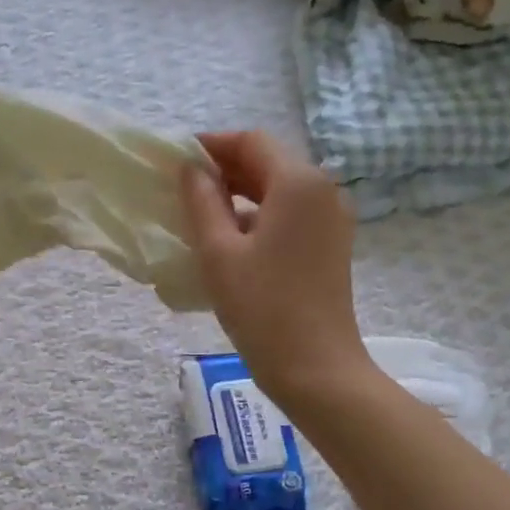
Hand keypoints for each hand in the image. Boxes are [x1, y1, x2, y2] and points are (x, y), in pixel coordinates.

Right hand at [179, 130, 370, 406]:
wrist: (316, 368)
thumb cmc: (262, 308)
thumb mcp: (219, 253)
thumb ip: (201, 202)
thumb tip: (191, 169)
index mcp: (298, 182)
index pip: (251, 142)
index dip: (212, 145)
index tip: (176, 159)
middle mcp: (323, 190)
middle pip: (269, 162)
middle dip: (226, 169)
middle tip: (182, 187)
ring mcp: (332, 219)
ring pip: (280, 190)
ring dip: (241, 193)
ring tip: (200, 213)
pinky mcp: (331, 245)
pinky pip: (291, 214)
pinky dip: (260, 215)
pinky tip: (231, 238)